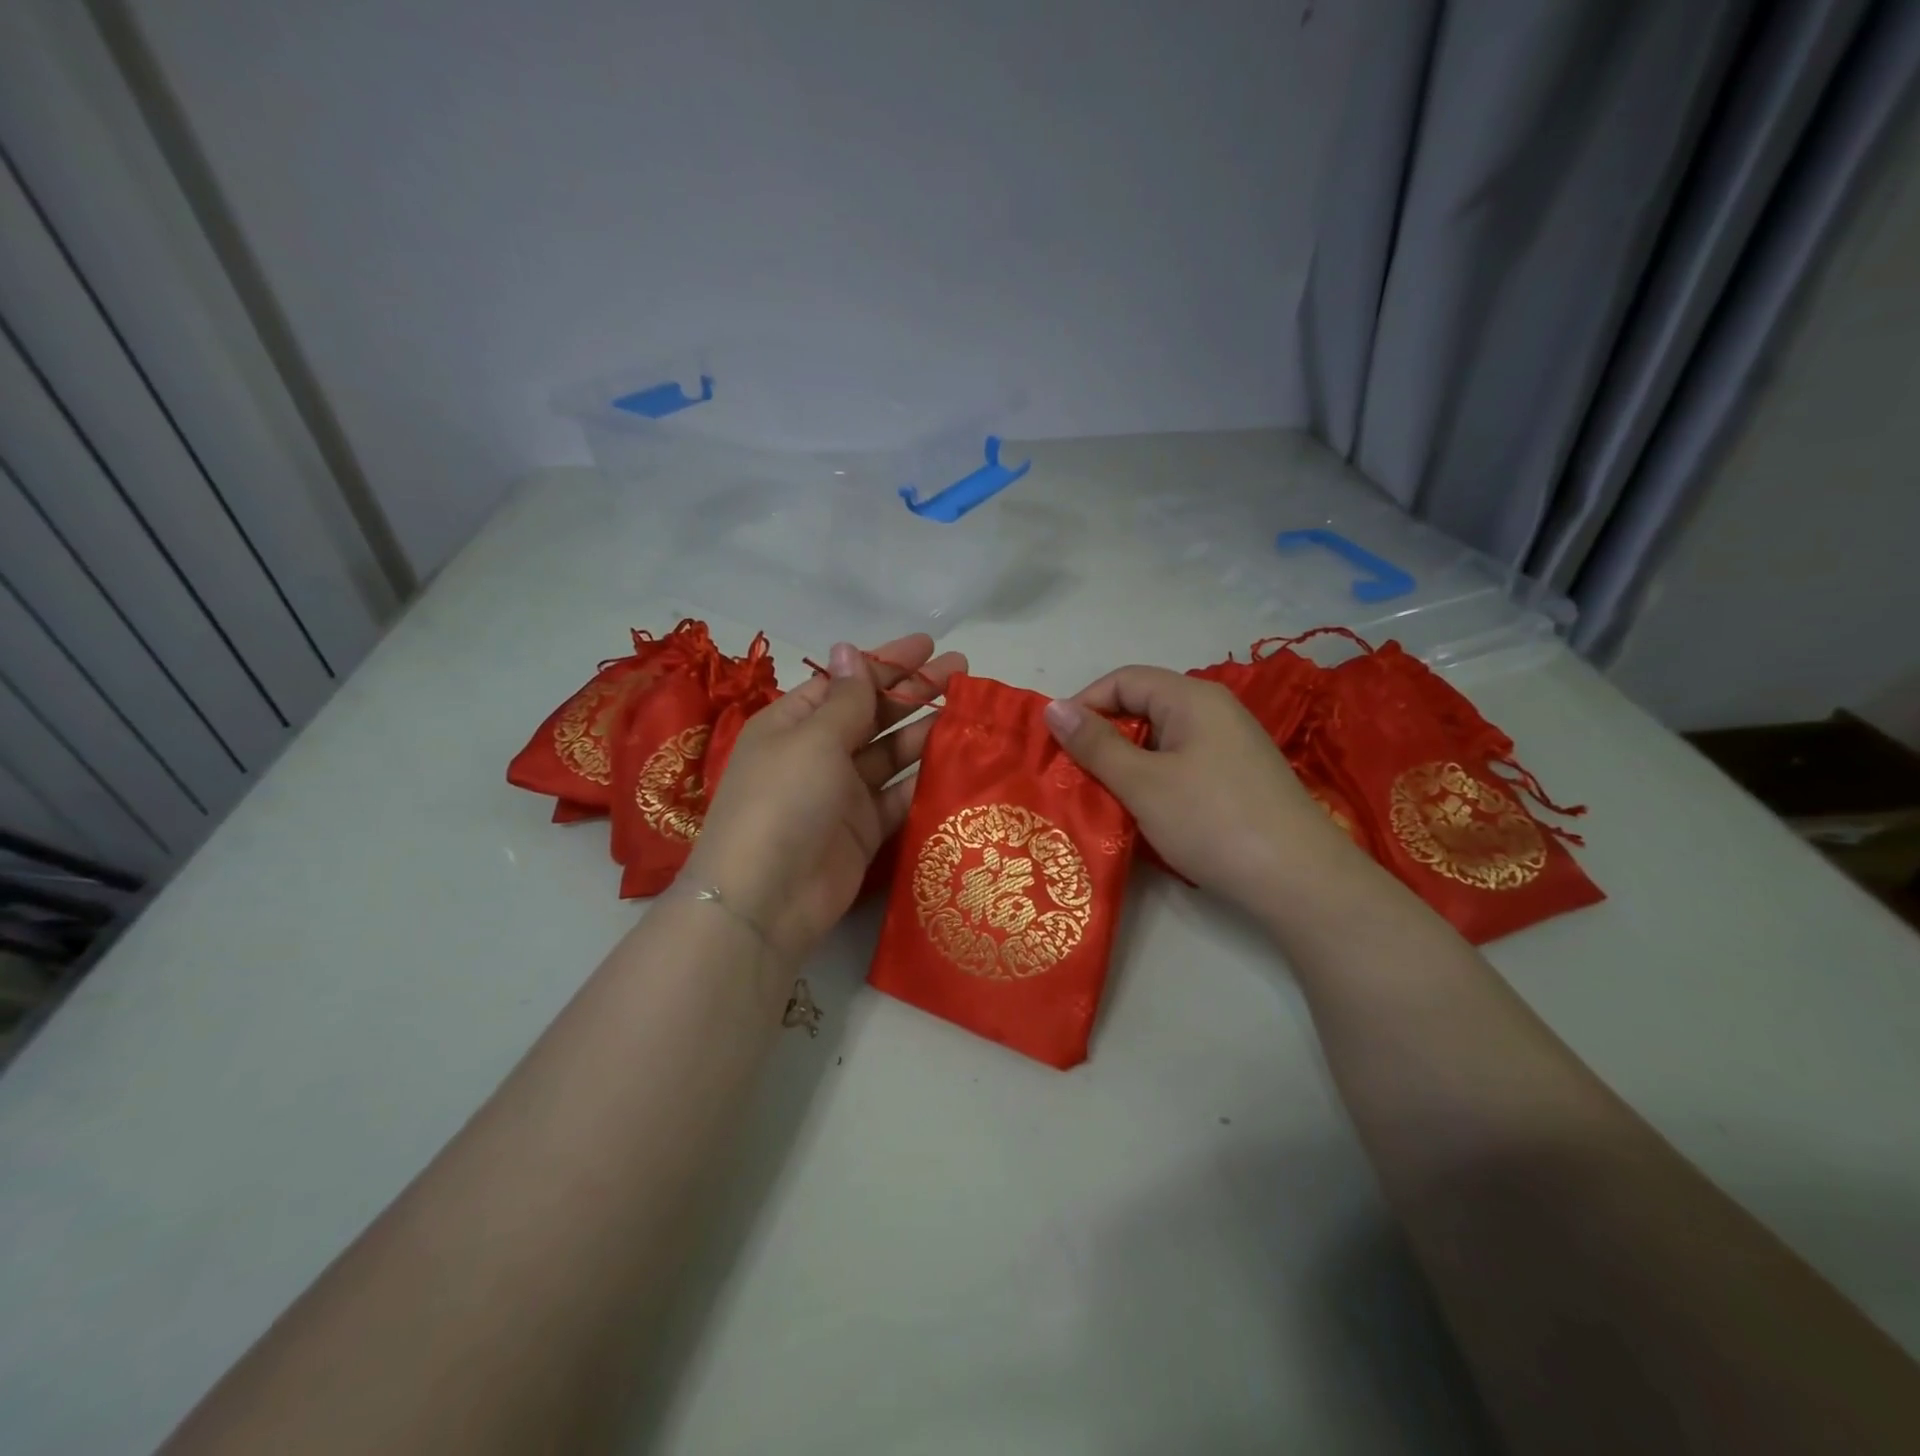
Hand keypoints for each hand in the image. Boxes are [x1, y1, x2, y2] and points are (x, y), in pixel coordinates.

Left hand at [683, 634, 963, 962]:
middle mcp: (816, 754)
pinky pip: (897, 797)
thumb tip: (848, 648)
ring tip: (968, 714)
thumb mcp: (814, 739)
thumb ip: (846, 698)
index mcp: (793, 723)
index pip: (845, 682)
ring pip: (889, 755)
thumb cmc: (784, 800)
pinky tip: (957, 762)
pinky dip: (923, 780)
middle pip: (871, 714)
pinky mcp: (862, 831)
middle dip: (913, 692)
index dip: (886, 663)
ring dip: (924, 732)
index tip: (929, 646)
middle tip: (961, 672)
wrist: (766, 898)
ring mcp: (840, 794)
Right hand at [1044, 665, 1364, 917]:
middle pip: (1144, 706)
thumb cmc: (1212, 821)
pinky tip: (1145, 812)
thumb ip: (1095, 744)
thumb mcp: (1143, 783)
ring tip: (1103, 796)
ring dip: (1127, 763)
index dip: (1085, 705)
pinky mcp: (1238, 778)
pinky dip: (1155, 780)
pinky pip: (1183, 764)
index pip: (1124, 680)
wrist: (1299, 880)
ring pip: (1162, 740)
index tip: (1058, 745)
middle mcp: (1215, 711)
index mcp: (1192, 698)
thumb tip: (1053, 708)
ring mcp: (1231, 745)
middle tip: (1075, 775)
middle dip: (1104, 736)